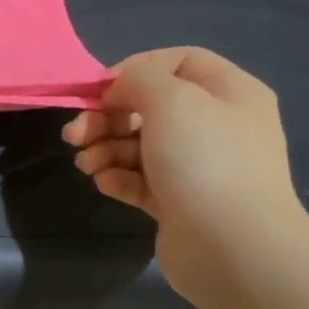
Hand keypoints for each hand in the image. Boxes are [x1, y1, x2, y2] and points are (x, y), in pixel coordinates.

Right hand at [62, 47, 308, 304]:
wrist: (232, 247)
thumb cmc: (205, 160)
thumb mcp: (171, 99)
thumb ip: (138, 80)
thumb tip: (119, 91)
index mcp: (229, 92)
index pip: (178, 61)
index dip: (135, 70)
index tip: (101, 92)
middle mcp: (217, 125)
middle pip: (150, 106)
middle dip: (106, 117)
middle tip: (75, 134)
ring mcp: (198, 167)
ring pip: (139, 144)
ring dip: (104, 148)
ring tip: (86, 164)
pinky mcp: (179, 202)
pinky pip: (140, 179)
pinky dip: (117, 177)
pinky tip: (104, 182)